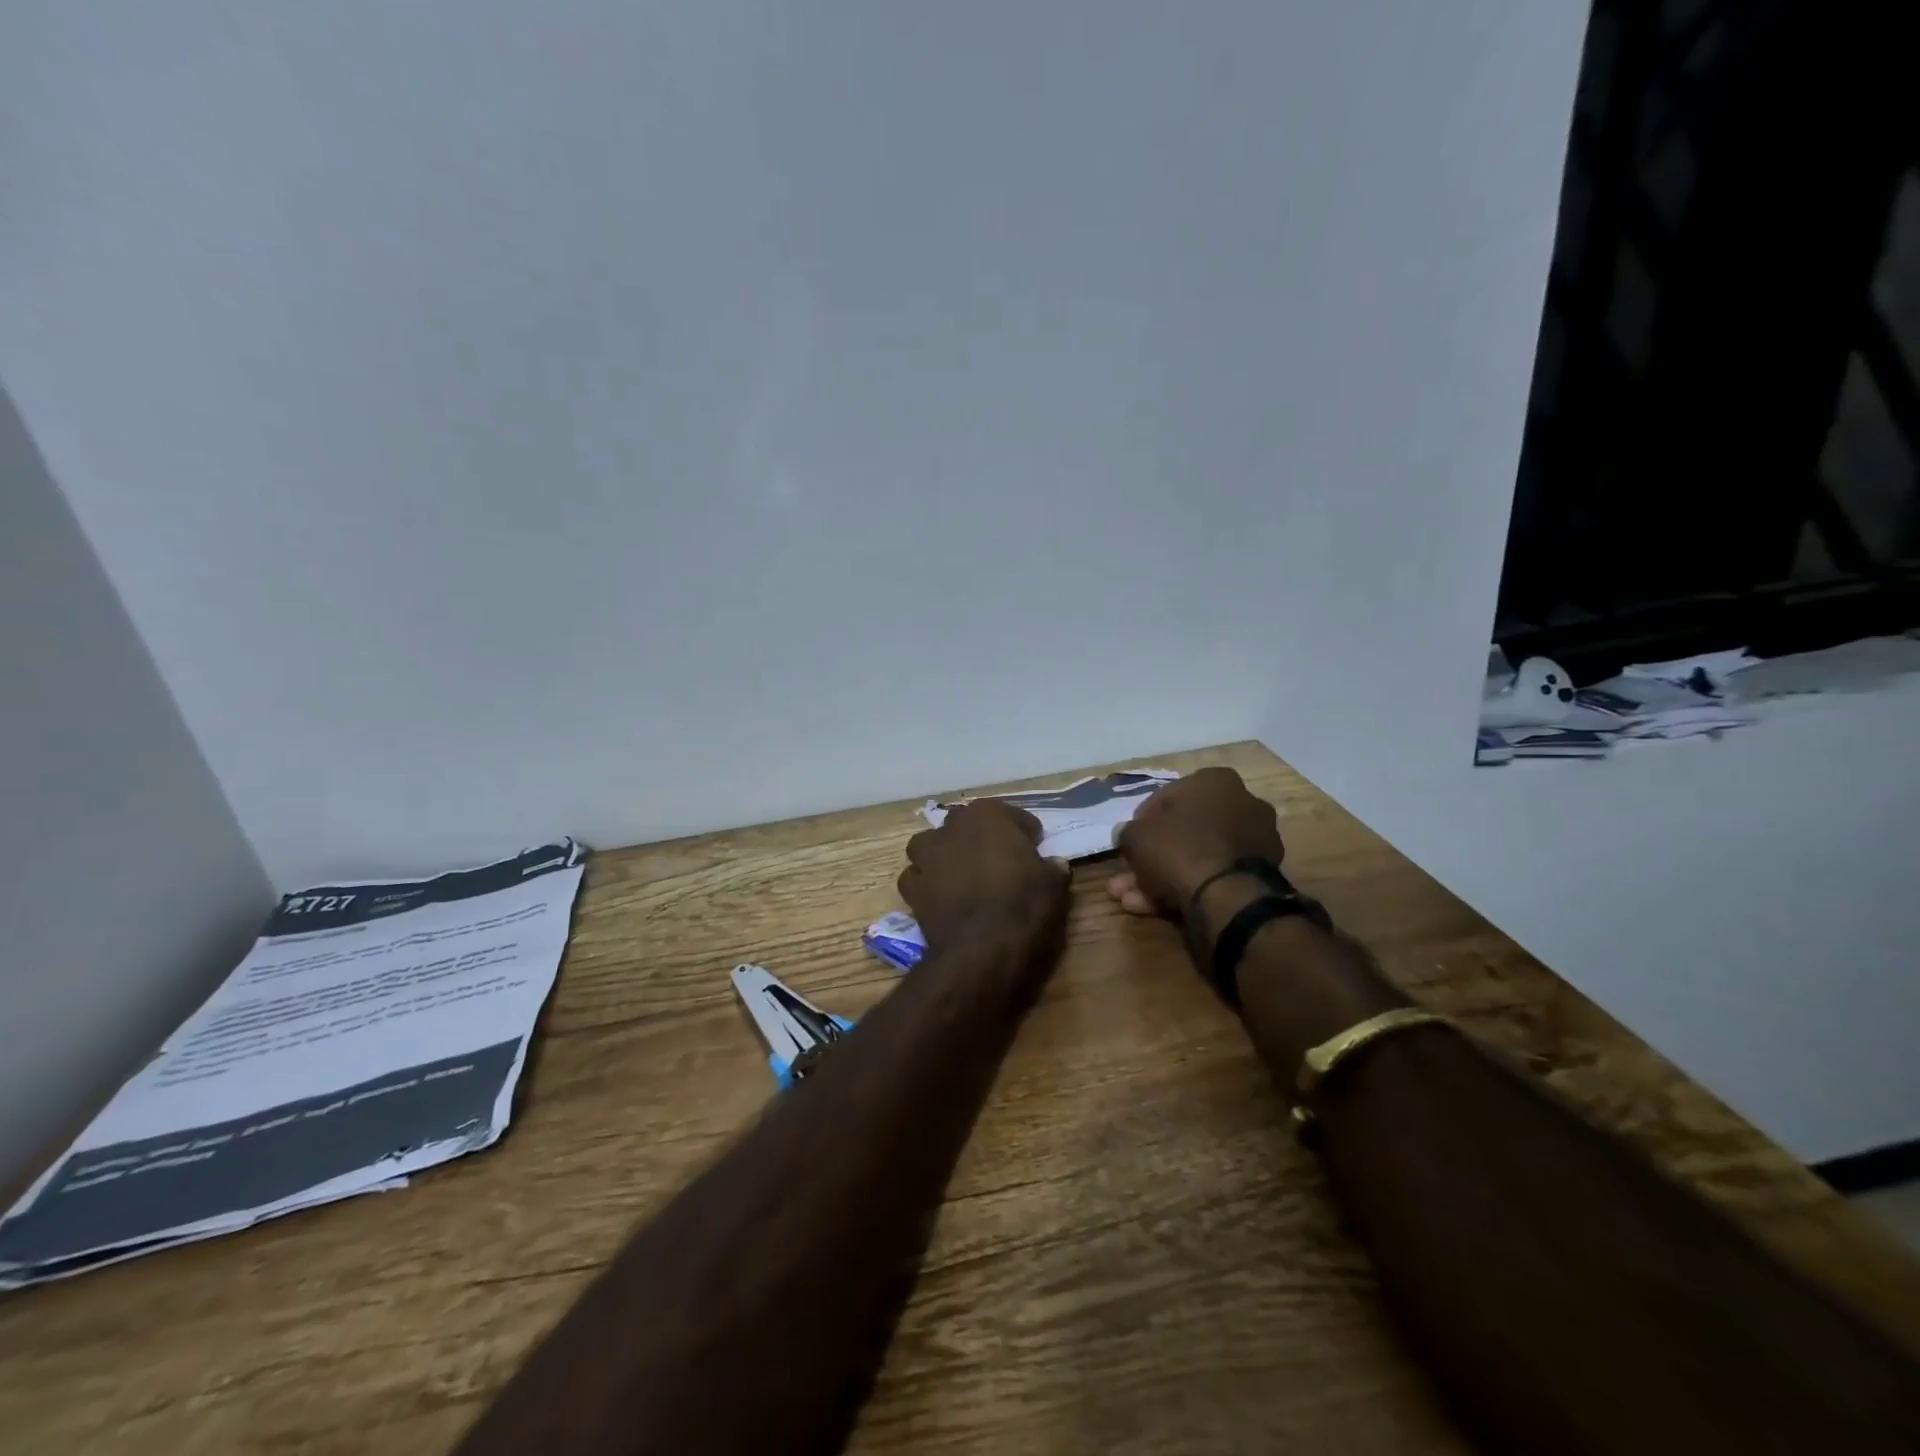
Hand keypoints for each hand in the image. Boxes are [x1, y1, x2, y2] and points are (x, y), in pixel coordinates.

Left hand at [899, 801, 1069, 953]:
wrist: (981, 950)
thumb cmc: (1023, 906)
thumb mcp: (1054, 885)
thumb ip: (1052, 867)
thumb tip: (1053, 864)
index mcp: (988, 814)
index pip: (1013, 816)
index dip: (1025, 835)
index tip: (1034, 852)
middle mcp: (952, 826)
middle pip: (967, 825)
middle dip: (980, 839)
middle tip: (999, 863)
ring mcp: (926, 856)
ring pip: (931, 845)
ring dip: (943, 854)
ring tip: (961, 875)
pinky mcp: (911, 886)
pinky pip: (918, 877)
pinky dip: (927, 884)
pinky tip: (942, 897)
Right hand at [1107, 767, 1285, 917]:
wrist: (1226, 897)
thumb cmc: (1179, 849)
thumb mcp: (1136, 836)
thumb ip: (1129, 832)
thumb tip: (1128, 835)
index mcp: (1215, 781)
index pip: (1167, 797)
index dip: (1142, 822)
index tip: (1129, 842)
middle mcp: (1242, 803)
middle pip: (1184, 831)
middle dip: (1151, 857)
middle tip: (1126, 877)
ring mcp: (1254, 841)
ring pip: (1196, 857)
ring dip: (1162, 878)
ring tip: (1132, 900)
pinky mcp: (1259, 874)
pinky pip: (1214, 875)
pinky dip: (1187, 888)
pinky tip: (1154, 907)